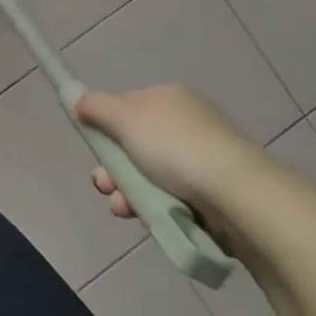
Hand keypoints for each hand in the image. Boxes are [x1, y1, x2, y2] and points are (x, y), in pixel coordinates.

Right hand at [74, 84, 261, 229]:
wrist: (237, 196)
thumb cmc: (174, 148)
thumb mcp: (124, 118)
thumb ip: (96, 107)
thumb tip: (78, 99)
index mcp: (168, 98)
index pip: (126, 109)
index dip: (106, 130)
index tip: (95, 152)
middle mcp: (187, 123)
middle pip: (135, 145)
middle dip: (114, 169)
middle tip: (104, 186)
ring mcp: (203, 159)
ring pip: (151, 175)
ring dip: (129, 191)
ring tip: (124, 209)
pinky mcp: (215, 193)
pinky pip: (173, 197)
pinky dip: (156, 206)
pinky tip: (149, 217)